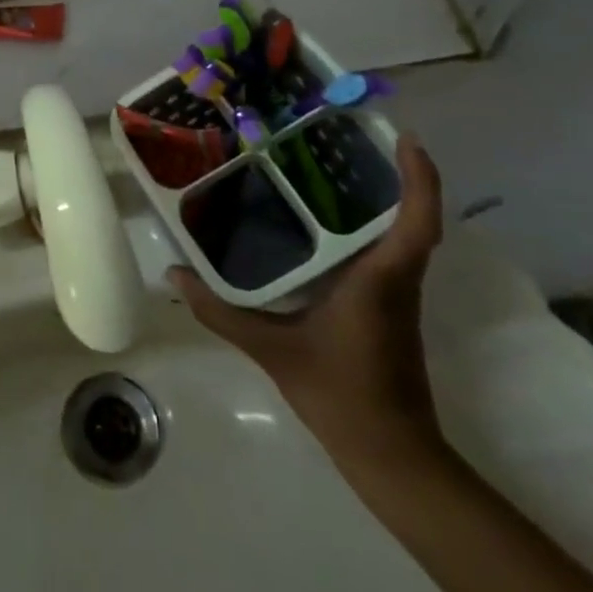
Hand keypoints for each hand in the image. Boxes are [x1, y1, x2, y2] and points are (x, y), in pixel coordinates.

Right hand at [171, 136, 445, 469]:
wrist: (391, 455)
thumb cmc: (341, 394)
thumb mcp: (272, 350)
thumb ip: (220, 311)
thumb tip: (173, 272)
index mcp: (380, 280)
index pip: (417, 222)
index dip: (419, 178)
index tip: (404, 138)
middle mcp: (396, 280)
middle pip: (412, 217)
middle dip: (396, 173)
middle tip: (351, 136)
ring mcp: (397, 295)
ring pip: (402, 234)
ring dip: (387, 197)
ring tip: (337, 164)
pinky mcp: (389, 308)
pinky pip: (389, 252)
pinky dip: (373, 225)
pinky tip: (328, 220)